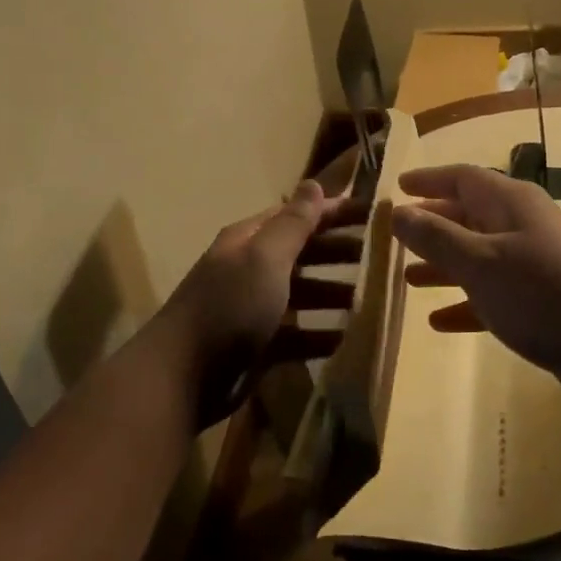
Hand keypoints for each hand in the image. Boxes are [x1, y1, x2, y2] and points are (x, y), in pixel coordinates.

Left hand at [160, 180, 366, 420]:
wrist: (182, 377)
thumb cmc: (230, 306)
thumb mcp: (265, 257)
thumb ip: (293, 223)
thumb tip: (313, 183)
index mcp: (249, 241)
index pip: (297, 216)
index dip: (332, 211)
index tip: (372, 212)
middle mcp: (250, 269)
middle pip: (302, 253)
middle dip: (337, 251)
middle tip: (378, 255)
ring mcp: (252, 309)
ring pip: (301, 294)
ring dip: (333, 293)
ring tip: (369, 298)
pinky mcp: (256, 347)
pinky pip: (296, 335)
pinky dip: (320, 335)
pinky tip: (347, 340)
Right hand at [392, 164, 560, 386]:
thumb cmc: (539, 292)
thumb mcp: (479, 262)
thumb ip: (435, 236)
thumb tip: (397, 211)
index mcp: (509, 202)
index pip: (462, 177)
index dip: (428, 180)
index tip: (398, 187)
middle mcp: (521, 224)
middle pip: (468, 215)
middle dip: (433, 225)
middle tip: (397, 236)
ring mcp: (533, 262)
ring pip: (478, 255)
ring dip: (444, 265)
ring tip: (408, 279)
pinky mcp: (540, 299)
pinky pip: (492, 292)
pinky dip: (465, 302)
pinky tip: (439, 321)